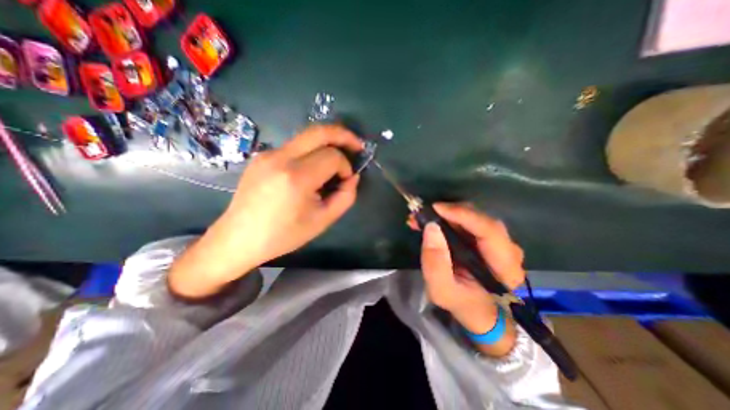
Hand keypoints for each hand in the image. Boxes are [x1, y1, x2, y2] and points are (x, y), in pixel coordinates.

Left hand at [172, 125, 365, 296]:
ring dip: (327, 143)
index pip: (332, 157)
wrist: (239, 238)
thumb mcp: (323, 221)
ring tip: (338, 158)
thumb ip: (345, 197)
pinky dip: (312, 151)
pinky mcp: (262, 155)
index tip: (346, 181)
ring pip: (307, 136)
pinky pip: (295, 146)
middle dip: (343, 135)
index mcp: (296, 177)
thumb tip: (352, 177)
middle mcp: (280, 157)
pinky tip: (313, 168)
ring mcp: (268, 153)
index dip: (346, 166)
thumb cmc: (283, 235)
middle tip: (356, 145)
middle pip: (319, 131)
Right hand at [410, 204, 525, 336]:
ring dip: (446, 214)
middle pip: (481, 219)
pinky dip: (448, 219)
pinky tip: (431, 222)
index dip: (463, 214)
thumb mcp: (442, 290)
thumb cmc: (463, 305)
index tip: (436, 208)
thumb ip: (435, 263)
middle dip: (449, 212)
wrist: (479, 313)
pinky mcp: (487, 240)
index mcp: (505, 267)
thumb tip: (431, 227)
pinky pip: (468, 222)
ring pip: (474, 217)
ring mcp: (499, 242)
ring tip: (421, 218)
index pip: (489, 230)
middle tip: (422, 213)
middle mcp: (507, 249)